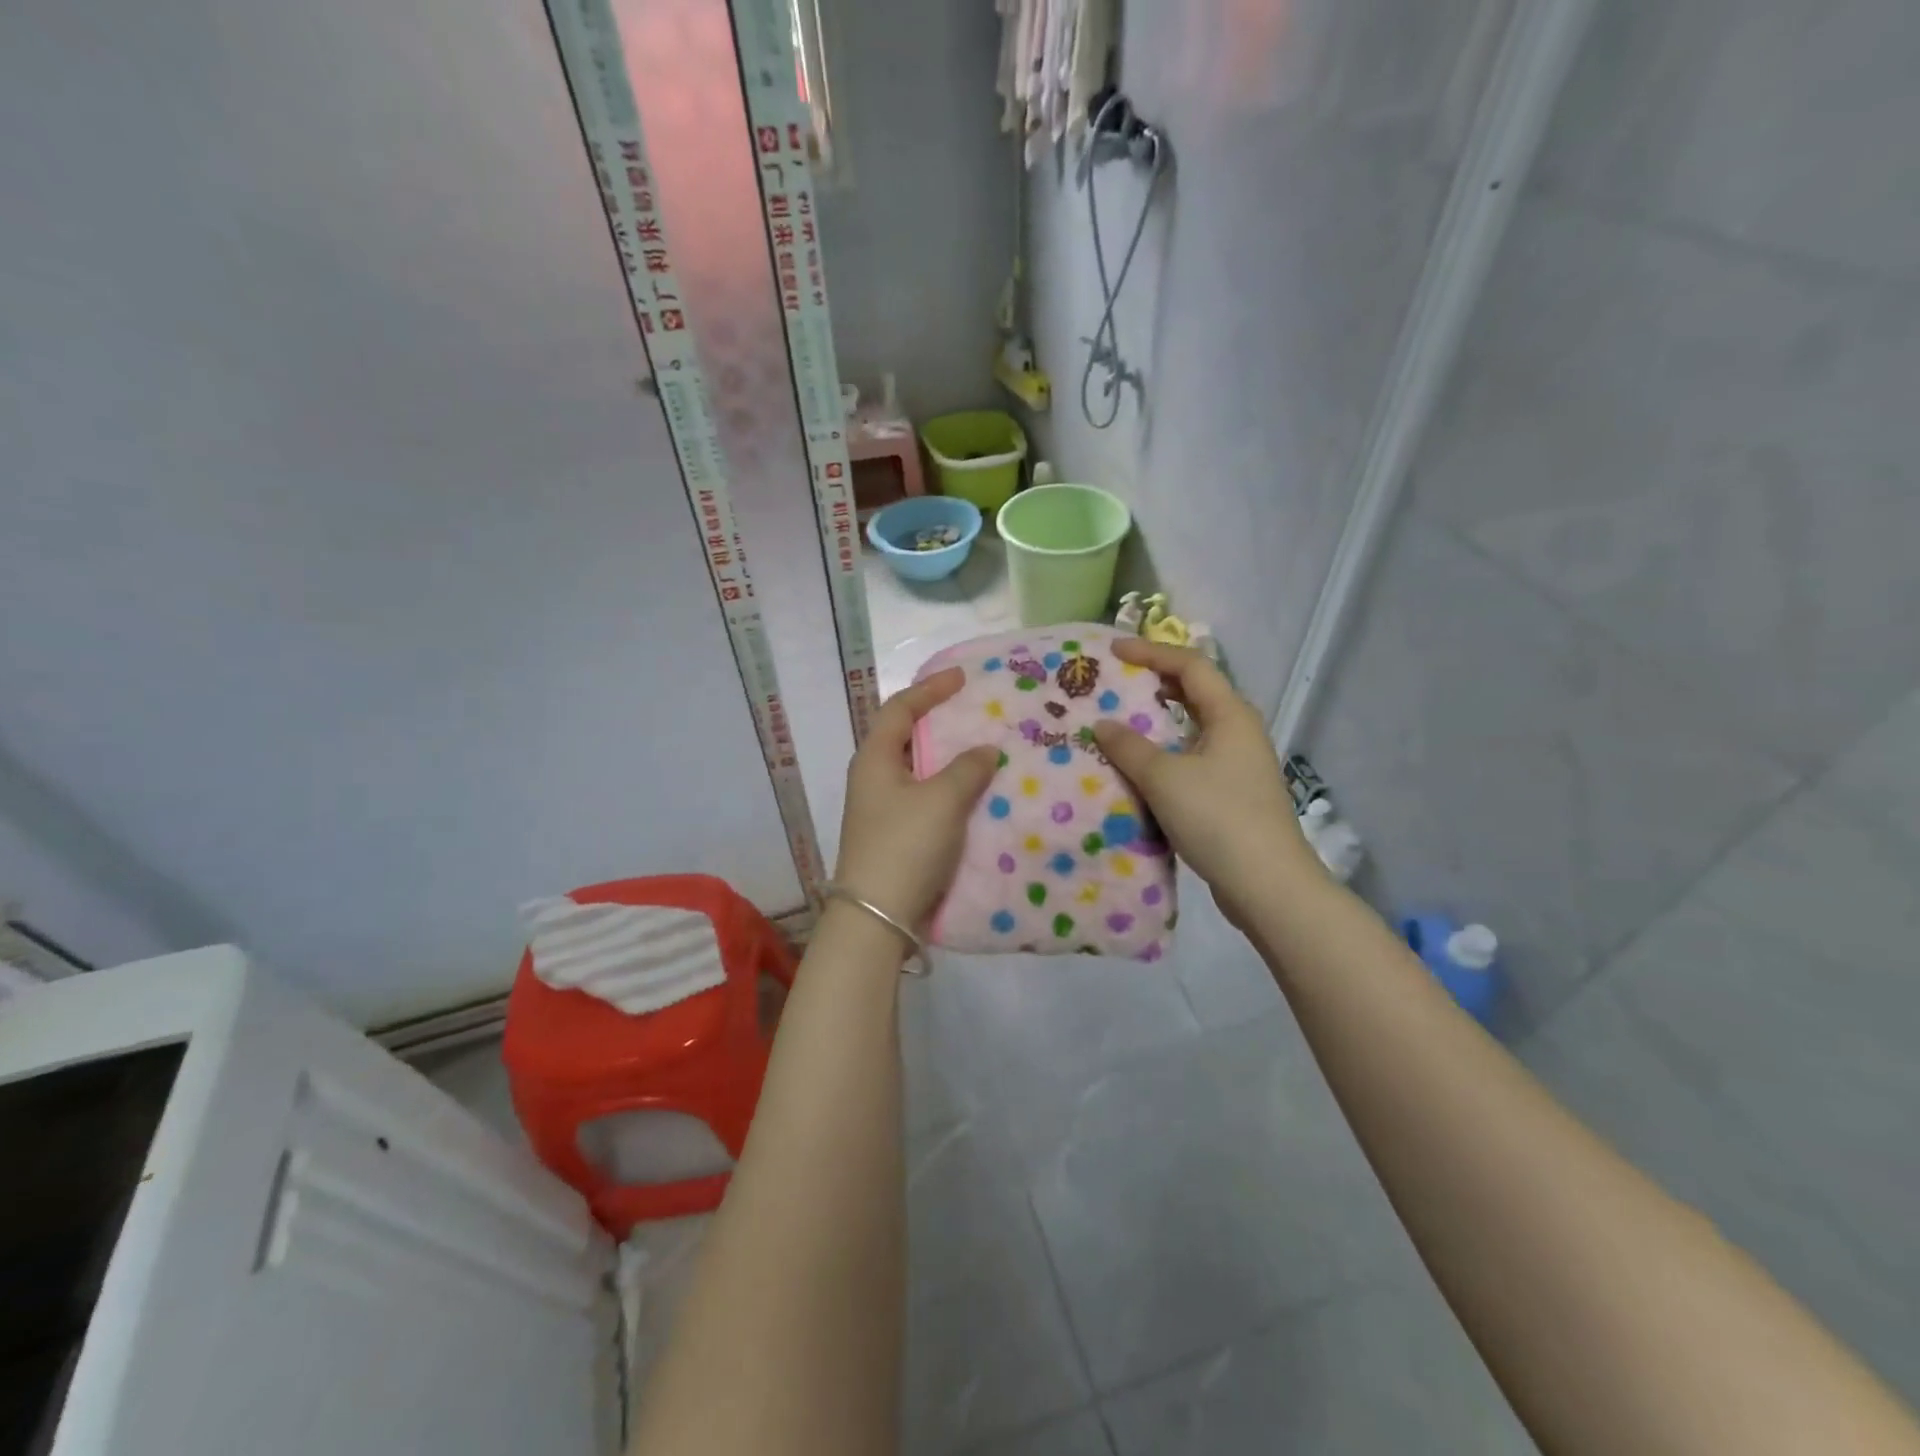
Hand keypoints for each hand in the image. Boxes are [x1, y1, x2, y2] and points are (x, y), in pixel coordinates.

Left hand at [833, 667, 1000, 929]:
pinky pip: (924, 798)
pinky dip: (948, 788)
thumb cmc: (905, 845)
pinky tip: (974, 795)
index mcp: (874, 758)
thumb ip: (968, 769)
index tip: (962, 677)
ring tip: (982, 751)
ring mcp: (881, 809)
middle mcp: (873, 778)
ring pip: (917, 770)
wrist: (877, 917)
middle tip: (975, 713)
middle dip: (940, 722)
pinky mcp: (894, 835)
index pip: (900, 709)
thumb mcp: (942, 800)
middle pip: (906, 737)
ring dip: (947, 759)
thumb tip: (985, 750)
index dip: (930, 689)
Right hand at [1092, 638, 1318, 925]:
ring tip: (1121, 722)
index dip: (1151, 653)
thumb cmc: (1217, 818)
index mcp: (1230, 715)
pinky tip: (1142, 768)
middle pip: (1196, 692)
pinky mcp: (1233, 793)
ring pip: (1194, 727)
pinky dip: (1166, 752)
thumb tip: (1103, 725)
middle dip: (1155, 682)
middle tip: (1116, 682)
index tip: (1113, 651)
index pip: (1190, 665)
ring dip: (1159, 720)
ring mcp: (1240, 763)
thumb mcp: (1164, 778)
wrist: (1266, 883)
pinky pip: (1194, 757)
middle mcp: (1239, 731)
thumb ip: (1129, 747)